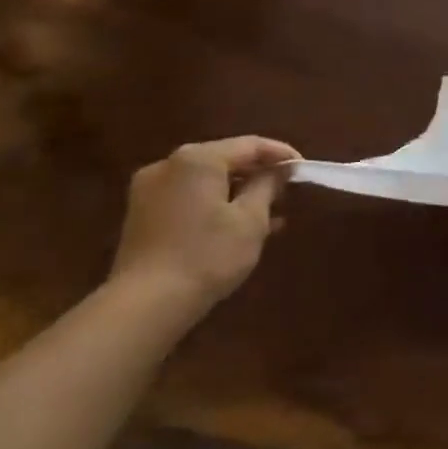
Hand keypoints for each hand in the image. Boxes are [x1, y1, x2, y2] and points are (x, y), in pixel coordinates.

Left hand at [108, 136, 299, 315]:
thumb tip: (279, 170)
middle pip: (225, 159)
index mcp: (197, 159)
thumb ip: (268, 186)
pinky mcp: (143, 214)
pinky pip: (189, 197)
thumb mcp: (251, 219)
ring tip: (268, 212)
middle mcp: (169, 165)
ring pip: (207, 180)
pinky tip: (238, 225)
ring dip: (238, 191)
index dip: (282, 155)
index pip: (250, 145)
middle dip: (258, 173)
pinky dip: (215, 204)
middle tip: (287, 191)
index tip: (305, 170)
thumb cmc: (208, 255)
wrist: (147, 304)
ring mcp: (150, 190)